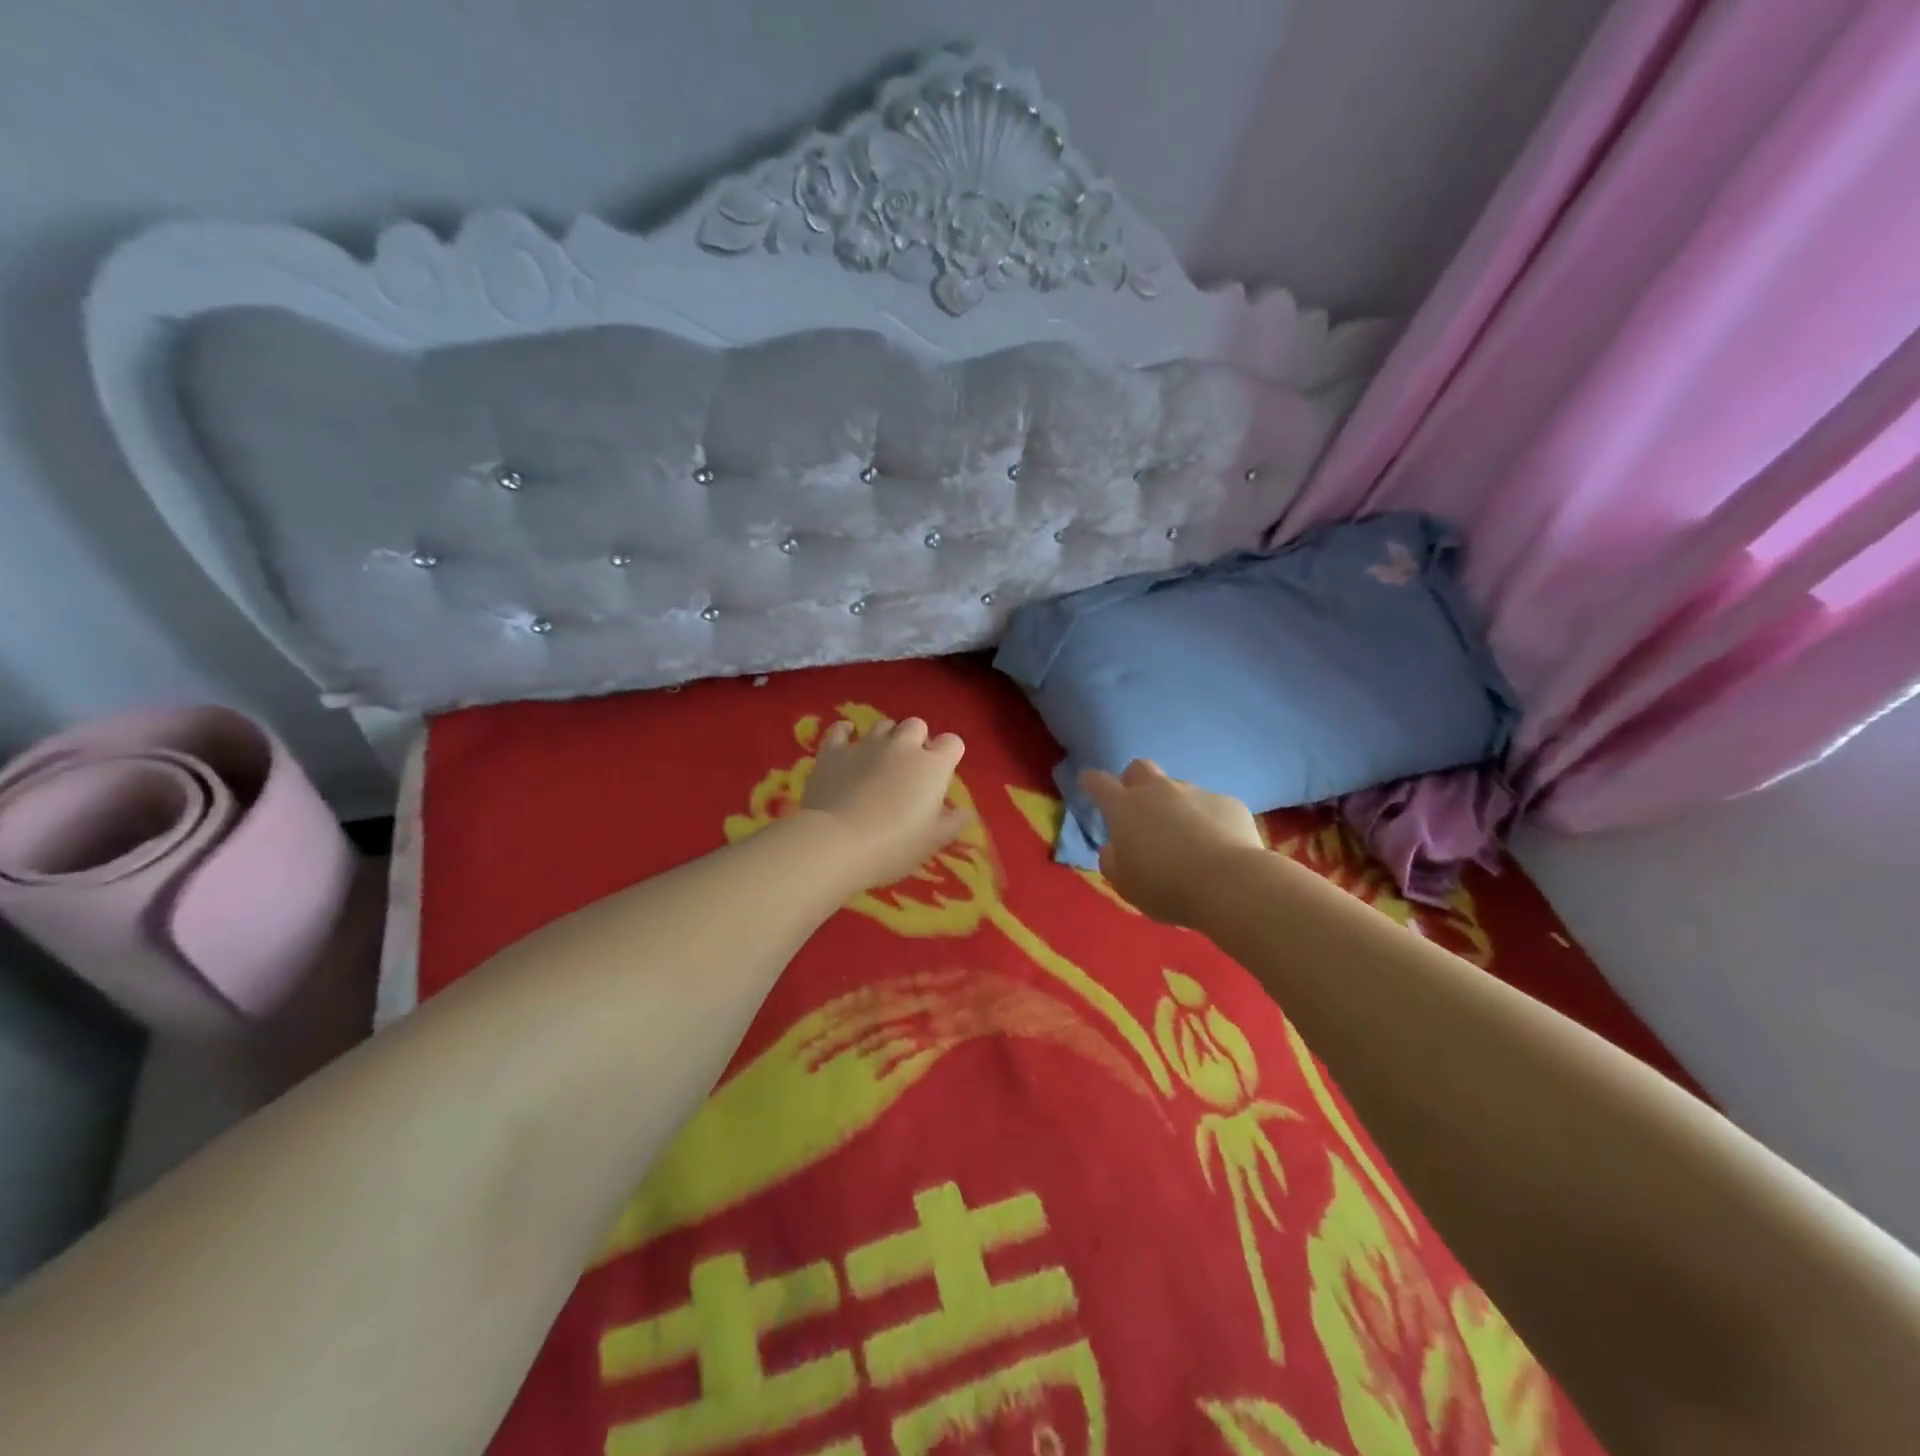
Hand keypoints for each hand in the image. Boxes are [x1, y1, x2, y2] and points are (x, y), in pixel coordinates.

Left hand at [798, 718, 973, 892]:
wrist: (837, 843)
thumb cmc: (894, 846)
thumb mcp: (934, 841)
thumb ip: (953, 822)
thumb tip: (964, 812)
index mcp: (932, 766)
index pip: (952, 743)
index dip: (949, 754)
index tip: (942, 774)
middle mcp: (902, 746)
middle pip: (917, 725)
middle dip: (917, 740)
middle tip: (911, 767)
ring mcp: (866, 745)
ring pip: (883, 725)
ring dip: (887, 737)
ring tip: (881, 758)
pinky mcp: (833, 752)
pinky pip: (840, 730)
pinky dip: (845, 732)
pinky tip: (846, 740)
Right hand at [1080, 759, 1263, 925]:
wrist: (1230, 884)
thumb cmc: (1166, 886)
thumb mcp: (1125, 884)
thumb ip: (1112, 861)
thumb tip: (1114, 848)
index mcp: (1124, 808)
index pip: (1099, 783)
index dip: (1092, 782)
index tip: (1088, 783)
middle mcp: (1158, 790)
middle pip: (1139, 768)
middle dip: (1134, 781)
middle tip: (1138, 808)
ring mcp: (1196, 792)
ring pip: (1178, 789)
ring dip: (1175, 806)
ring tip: (1185, 838)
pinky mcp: (1229, 803)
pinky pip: (1212, 807)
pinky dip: (1209, 821)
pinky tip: (1218, 846)